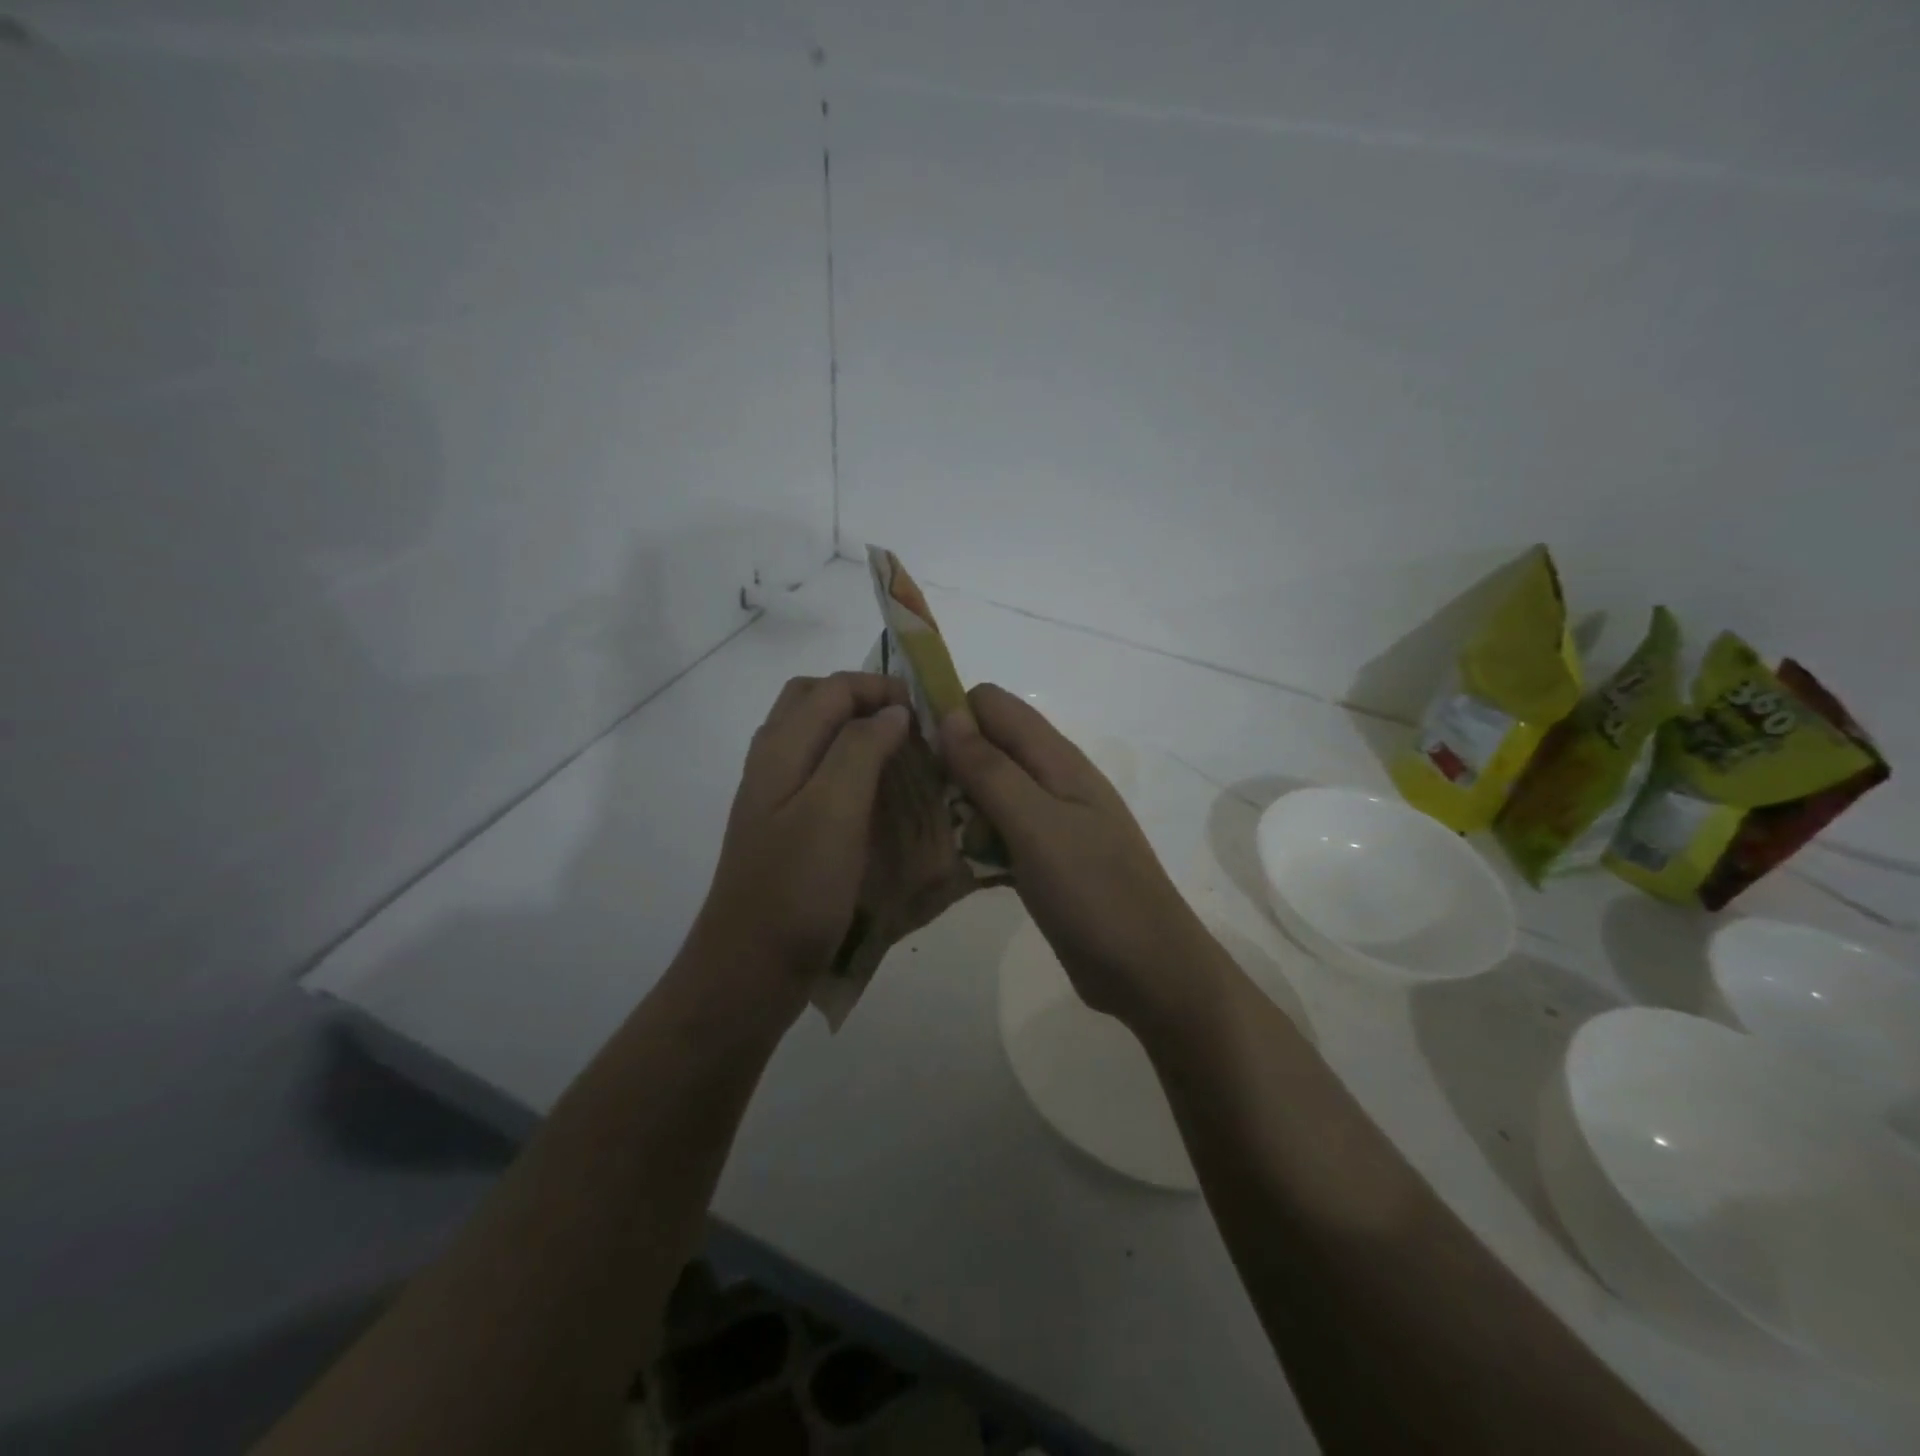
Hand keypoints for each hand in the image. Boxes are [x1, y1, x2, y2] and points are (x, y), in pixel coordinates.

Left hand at [688, 673, 911, 1025]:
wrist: (749, 969)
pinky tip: (877, 799)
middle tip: (909, 726)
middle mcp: (772, 762)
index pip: (833, 688)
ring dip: (857, 732)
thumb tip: (891, 711)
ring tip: (901, 756)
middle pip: (815, 701)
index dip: (881, 688)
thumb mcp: (833, 810)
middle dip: (864, 700)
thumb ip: (860, 750)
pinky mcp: (784, 828)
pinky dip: (850, 767)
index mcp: (781, 749)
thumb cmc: (796, 889)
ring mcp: (774, 796)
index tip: (927, 713)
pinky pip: (819, 774)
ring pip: (815, 737)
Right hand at [939, 685, 1219, 1027]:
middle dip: (949, 762)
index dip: (951, 713)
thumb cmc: (1094, 893)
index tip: (913, 749)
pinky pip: (999, 832)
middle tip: (919, 802)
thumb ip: (992, 770)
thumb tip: (949, 714)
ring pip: (990, 791)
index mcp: (1056, 759)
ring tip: (932, 835)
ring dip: (958, 805)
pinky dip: (976, 839)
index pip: (992, 705)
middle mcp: (1053, 780)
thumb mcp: (1037, 826)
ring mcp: (1051, 821)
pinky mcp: (1044, 857)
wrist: (1149, 971)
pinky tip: (956, 863)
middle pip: (988, 746)